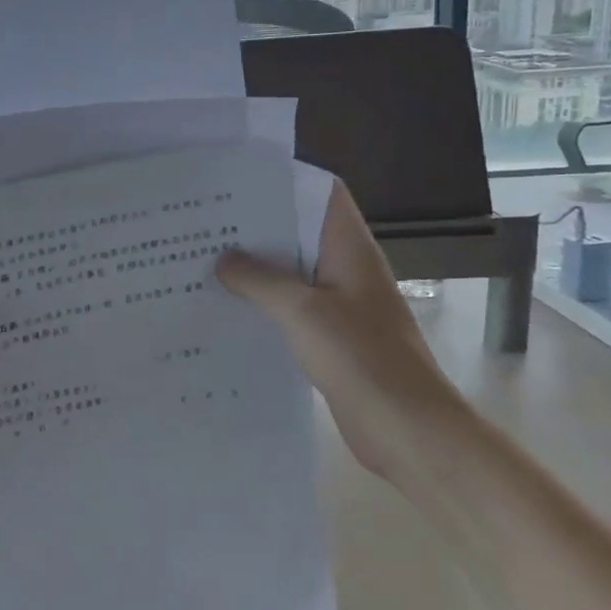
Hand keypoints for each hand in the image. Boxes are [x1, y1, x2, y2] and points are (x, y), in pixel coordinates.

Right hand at [216, 180, 464, 478]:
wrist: (406, 429)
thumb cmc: (360, 357)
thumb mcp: (301, 311)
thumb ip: (259, 280)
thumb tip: (223, 258)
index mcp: (349, 249)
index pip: (322, 194)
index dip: (285, 181)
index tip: (237, 181)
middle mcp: (346, 269)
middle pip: (300, 232)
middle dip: (256, 227)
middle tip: (204, 221)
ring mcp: (340, 304)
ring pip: (292, 272)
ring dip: (256, 268)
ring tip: (204, 260)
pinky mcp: (331, 337)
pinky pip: (291, 308)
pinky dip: (263, 304)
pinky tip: (227, 308)